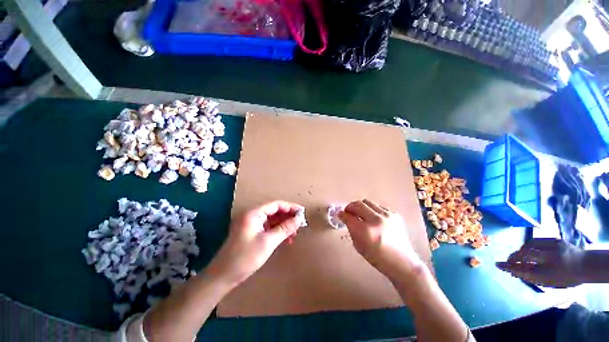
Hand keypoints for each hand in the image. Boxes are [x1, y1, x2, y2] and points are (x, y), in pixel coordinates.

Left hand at [205, 200, 303, 284]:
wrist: (223, 276)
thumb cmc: (245, 258)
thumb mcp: (268, 242)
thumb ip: (285, 228)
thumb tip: (299, 219)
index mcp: (254, 213)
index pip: (276, 204)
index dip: (290, 207)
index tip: (302, 213)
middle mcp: (253, 215)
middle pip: (275, 211)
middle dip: (288, 217)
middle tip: (300, 224)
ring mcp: (252, 224)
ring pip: (273, 220)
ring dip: (284, 225)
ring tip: (295, 233)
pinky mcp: (252, 232)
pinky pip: (269, 228)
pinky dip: (278, 232)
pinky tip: (286, 239)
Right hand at [338, 199, 424, 280]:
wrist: (402, 262)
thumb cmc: (378, 258)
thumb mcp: (359, 246)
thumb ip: (351, 229)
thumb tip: (345, 217)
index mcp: (365, 231)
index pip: (349, 216)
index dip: (342, 214)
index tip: (340, 214)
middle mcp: (376, 220)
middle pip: (358, 204)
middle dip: (350, 207)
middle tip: (349, 212)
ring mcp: (387, 216)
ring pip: (367, 202)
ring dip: (361, 207)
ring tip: (361, 214)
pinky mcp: (394, 214)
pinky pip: (378, 206)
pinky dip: (372, 210)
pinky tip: (373, 218)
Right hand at [496, 238, 584, 287]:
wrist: (587, 265)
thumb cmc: (567, 276)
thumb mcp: (549, 280)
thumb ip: (530, 275)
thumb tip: (511, 270)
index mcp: (552, 269)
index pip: (526, 268)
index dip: (511, 266)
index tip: (498, 265)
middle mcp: (552, 256)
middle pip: (526, 254)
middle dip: (514, 257)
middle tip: (509, 261)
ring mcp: (553, 245)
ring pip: (529, 246)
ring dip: (521, 251)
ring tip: (518, 256)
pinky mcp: (555, 239)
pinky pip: (536, 241)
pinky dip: (529, 245)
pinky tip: (528, 249)